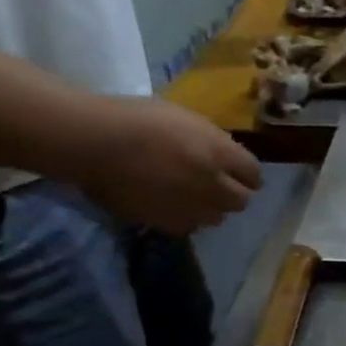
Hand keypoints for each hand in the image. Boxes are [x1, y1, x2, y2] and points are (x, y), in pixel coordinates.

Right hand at [67, 97, 261, 234]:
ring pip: (218, 217)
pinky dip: (187, 219)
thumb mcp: (187, 120)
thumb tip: (226, 159)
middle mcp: (213, 184)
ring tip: (196, 198)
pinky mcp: (167, 222)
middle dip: (235, 194)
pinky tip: (173, 207)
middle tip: (221, 188)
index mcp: (220, 153)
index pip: (253, 174)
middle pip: (242, 201)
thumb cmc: (137, 119)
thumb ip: (213, 142)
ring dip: (212, 208)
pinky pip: (190, 226)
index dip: (247, 174)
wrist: (92, 141)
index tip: (241, 174)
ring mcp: (191, 206)